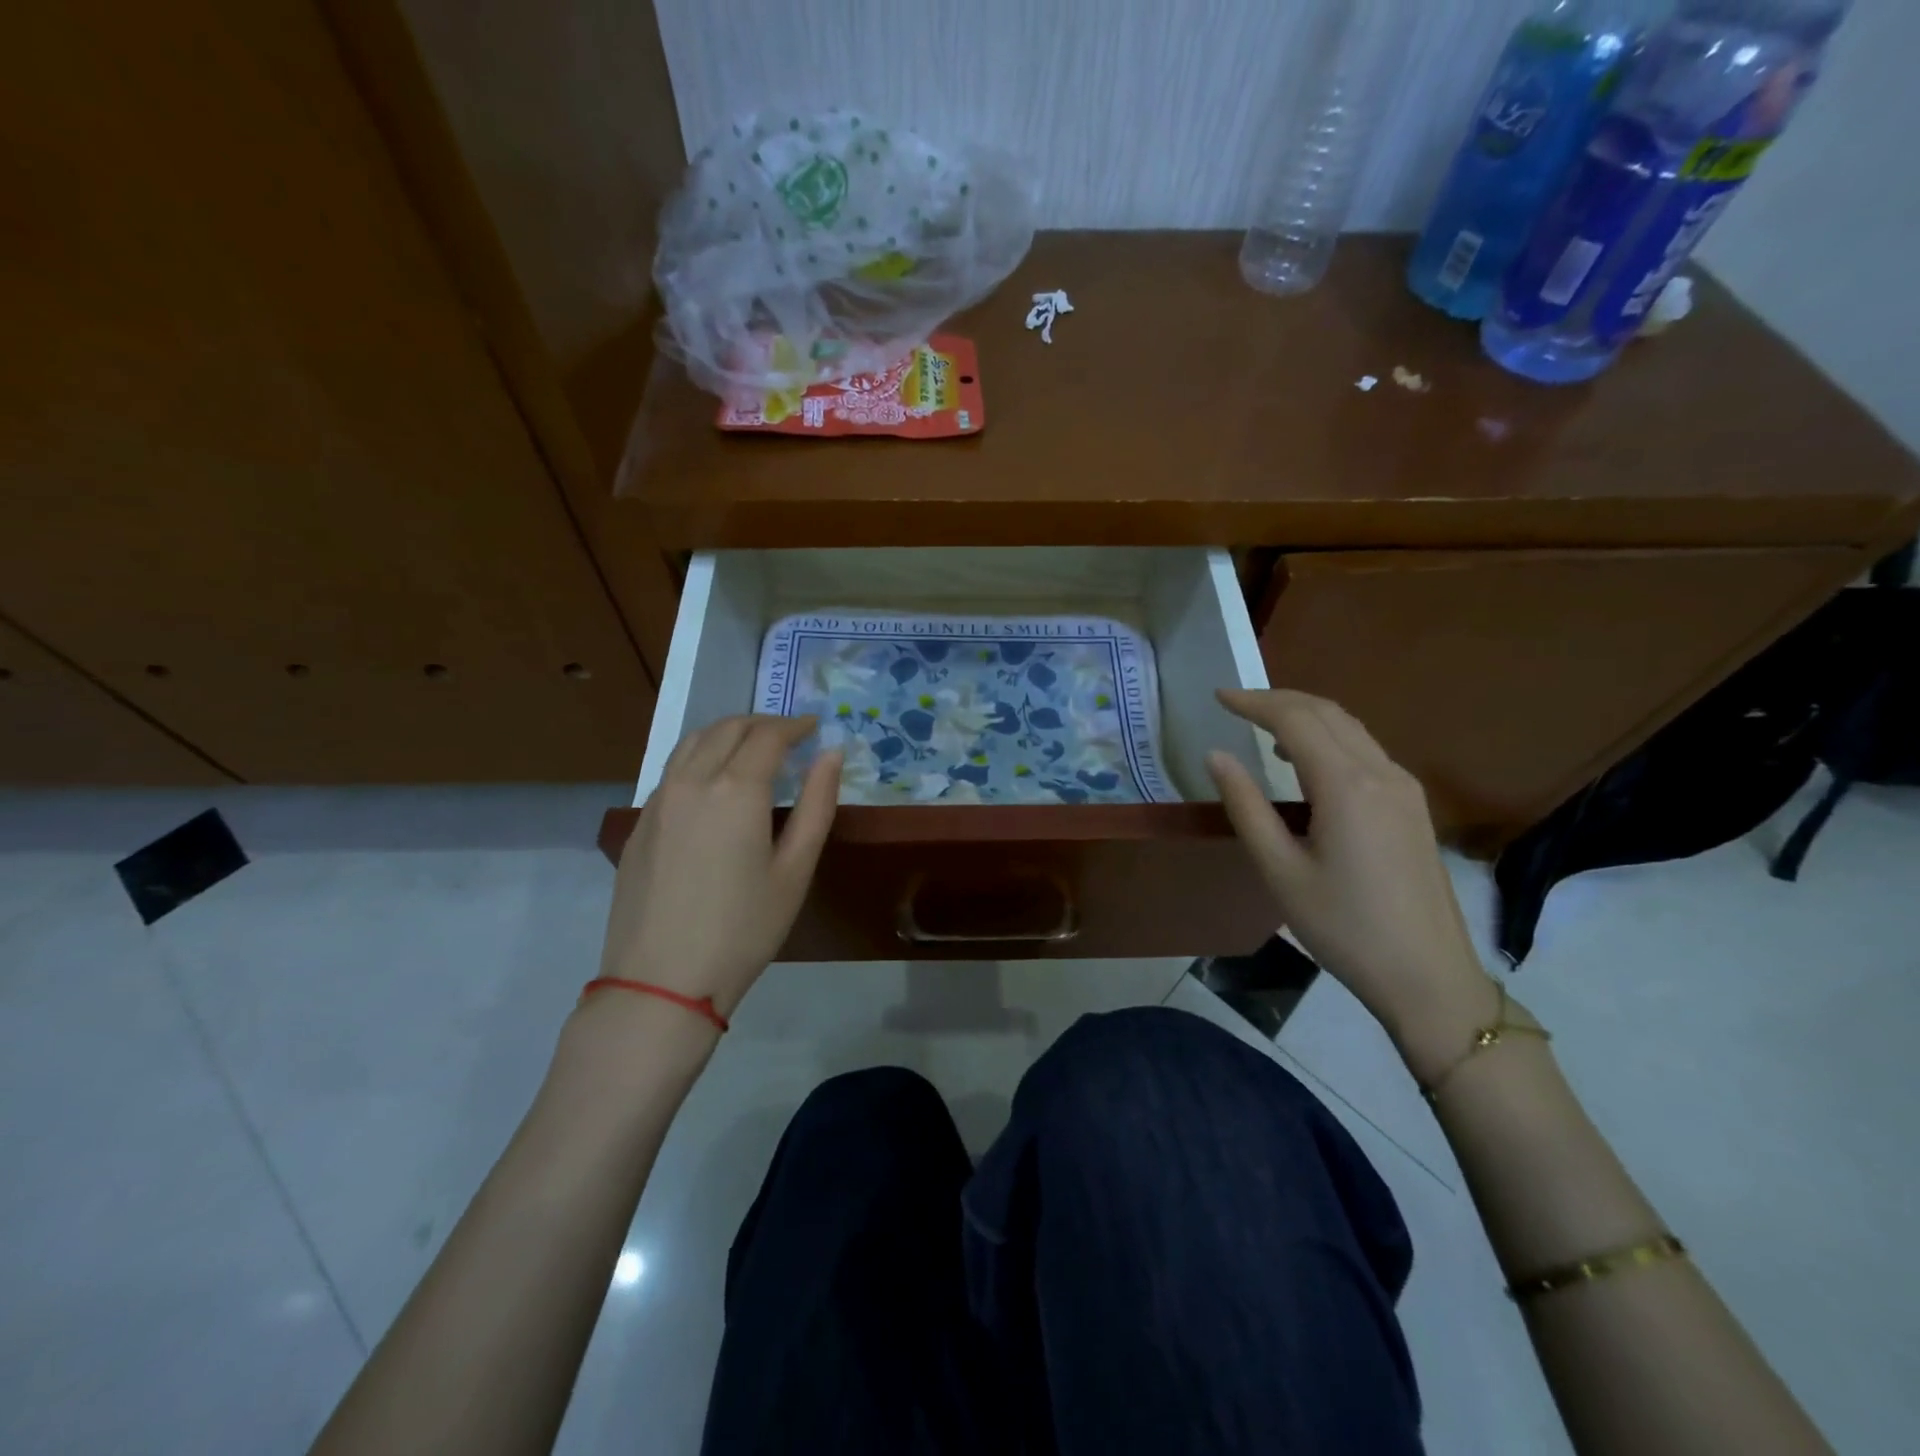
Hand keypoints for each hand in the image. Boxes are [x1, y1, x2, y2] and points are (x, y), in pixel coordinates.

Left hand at [599, 715, 841, 1018]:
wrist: (661, 981)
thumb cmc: (743, 929)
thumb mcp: (795, 870)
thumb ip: (817, 804)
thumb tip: (832, 754)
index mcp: (736, 790)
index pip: (768, 736)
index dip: (795, 726)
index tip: (814, 727)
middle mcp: (692, 781)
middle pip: (728, 728)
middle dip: (763, 723)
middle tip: (789, 735)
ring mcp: (658, 800)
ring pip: (693, 742)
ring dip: (727, 733)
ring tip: (752, 747)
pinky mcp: (639, 823)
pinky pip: (672, 769)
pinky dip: (700, 756)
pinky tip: (714, 781)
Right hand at [1206, 689, 1495, 1079]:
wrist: (1427, 976)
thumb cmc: (1343, 927)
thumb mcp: (1280, 870)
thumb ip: (1246, 806)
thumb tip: (1216, 756)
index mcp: (1346, 786)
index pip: (1295, 720)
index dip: (1254, 702)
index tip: (1218, 696)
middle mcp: (1381, 773)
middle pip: (1328, 713)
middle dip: (1279, 700)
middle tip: (1236, 704)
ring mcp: (1404, 788)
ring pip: (1351, 728)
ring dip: (1306, 716)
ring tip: (1263, 727)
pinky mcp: (1412, 806)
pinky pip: (1365, 751)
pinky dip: (1329, 739)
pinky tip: (1306, 763)